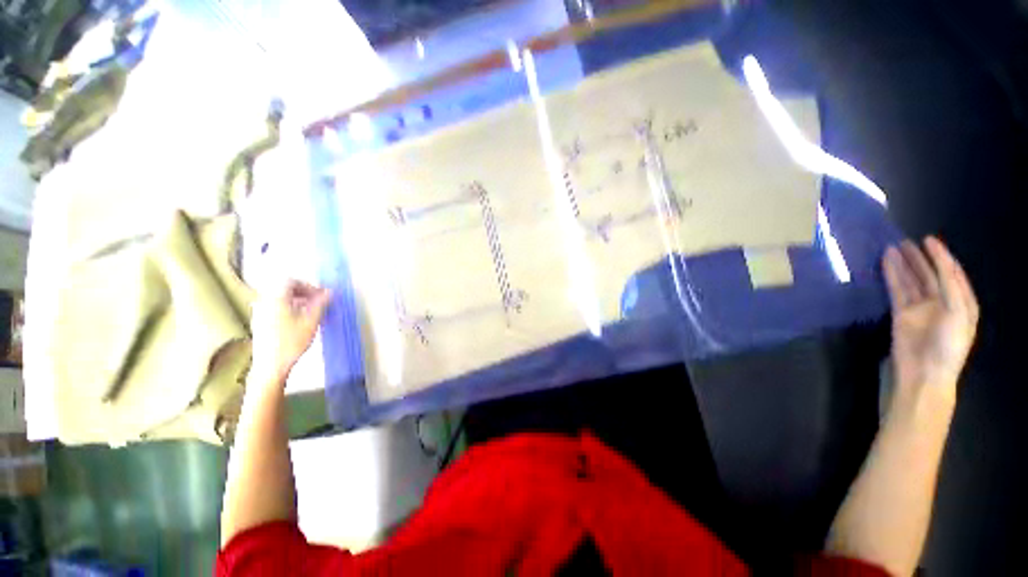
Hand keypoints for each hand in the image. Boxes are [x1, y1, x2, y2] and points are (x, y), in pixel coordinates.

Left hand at [250, 280, 330, 381]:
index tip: (321, 296)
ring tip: (313, 313)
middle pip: (285, 288)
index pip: (292, 281)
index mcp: (275, 298)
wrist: (270, 366)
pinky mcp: (261, 322)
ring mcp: (260, 312)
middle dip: (305, 293)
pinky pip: (277, 307)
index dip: (309, 285)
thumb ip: (320, 303)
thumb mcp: (311, 321)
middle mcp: (265, 301)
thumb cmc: (291, 342)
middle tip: (320, 303)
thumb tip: (330, 292)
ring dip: (299, 301)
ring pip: (281, 298)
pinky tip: (301, 321)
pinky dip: (291, 308)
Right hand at [883, 237, 978, 405]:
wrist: (925, 372)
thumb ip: (951, 288)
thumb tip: (940, 263)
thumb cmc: (949, 345)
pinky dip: (892, 275)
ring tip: (892, 247)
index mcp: (961, 303)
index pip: (952, 273)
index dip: (941, 256)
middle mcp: (941, 302)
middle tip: (906, 241)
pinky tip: (887, 263)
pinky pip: (897, 290)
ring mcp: (920, 308)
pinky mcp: (901, 313)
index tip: (928, 240)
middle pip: (930, 275)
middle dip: (920, 258)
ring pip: (912, 281)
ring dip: (903, 264)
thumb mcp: (959, 314)